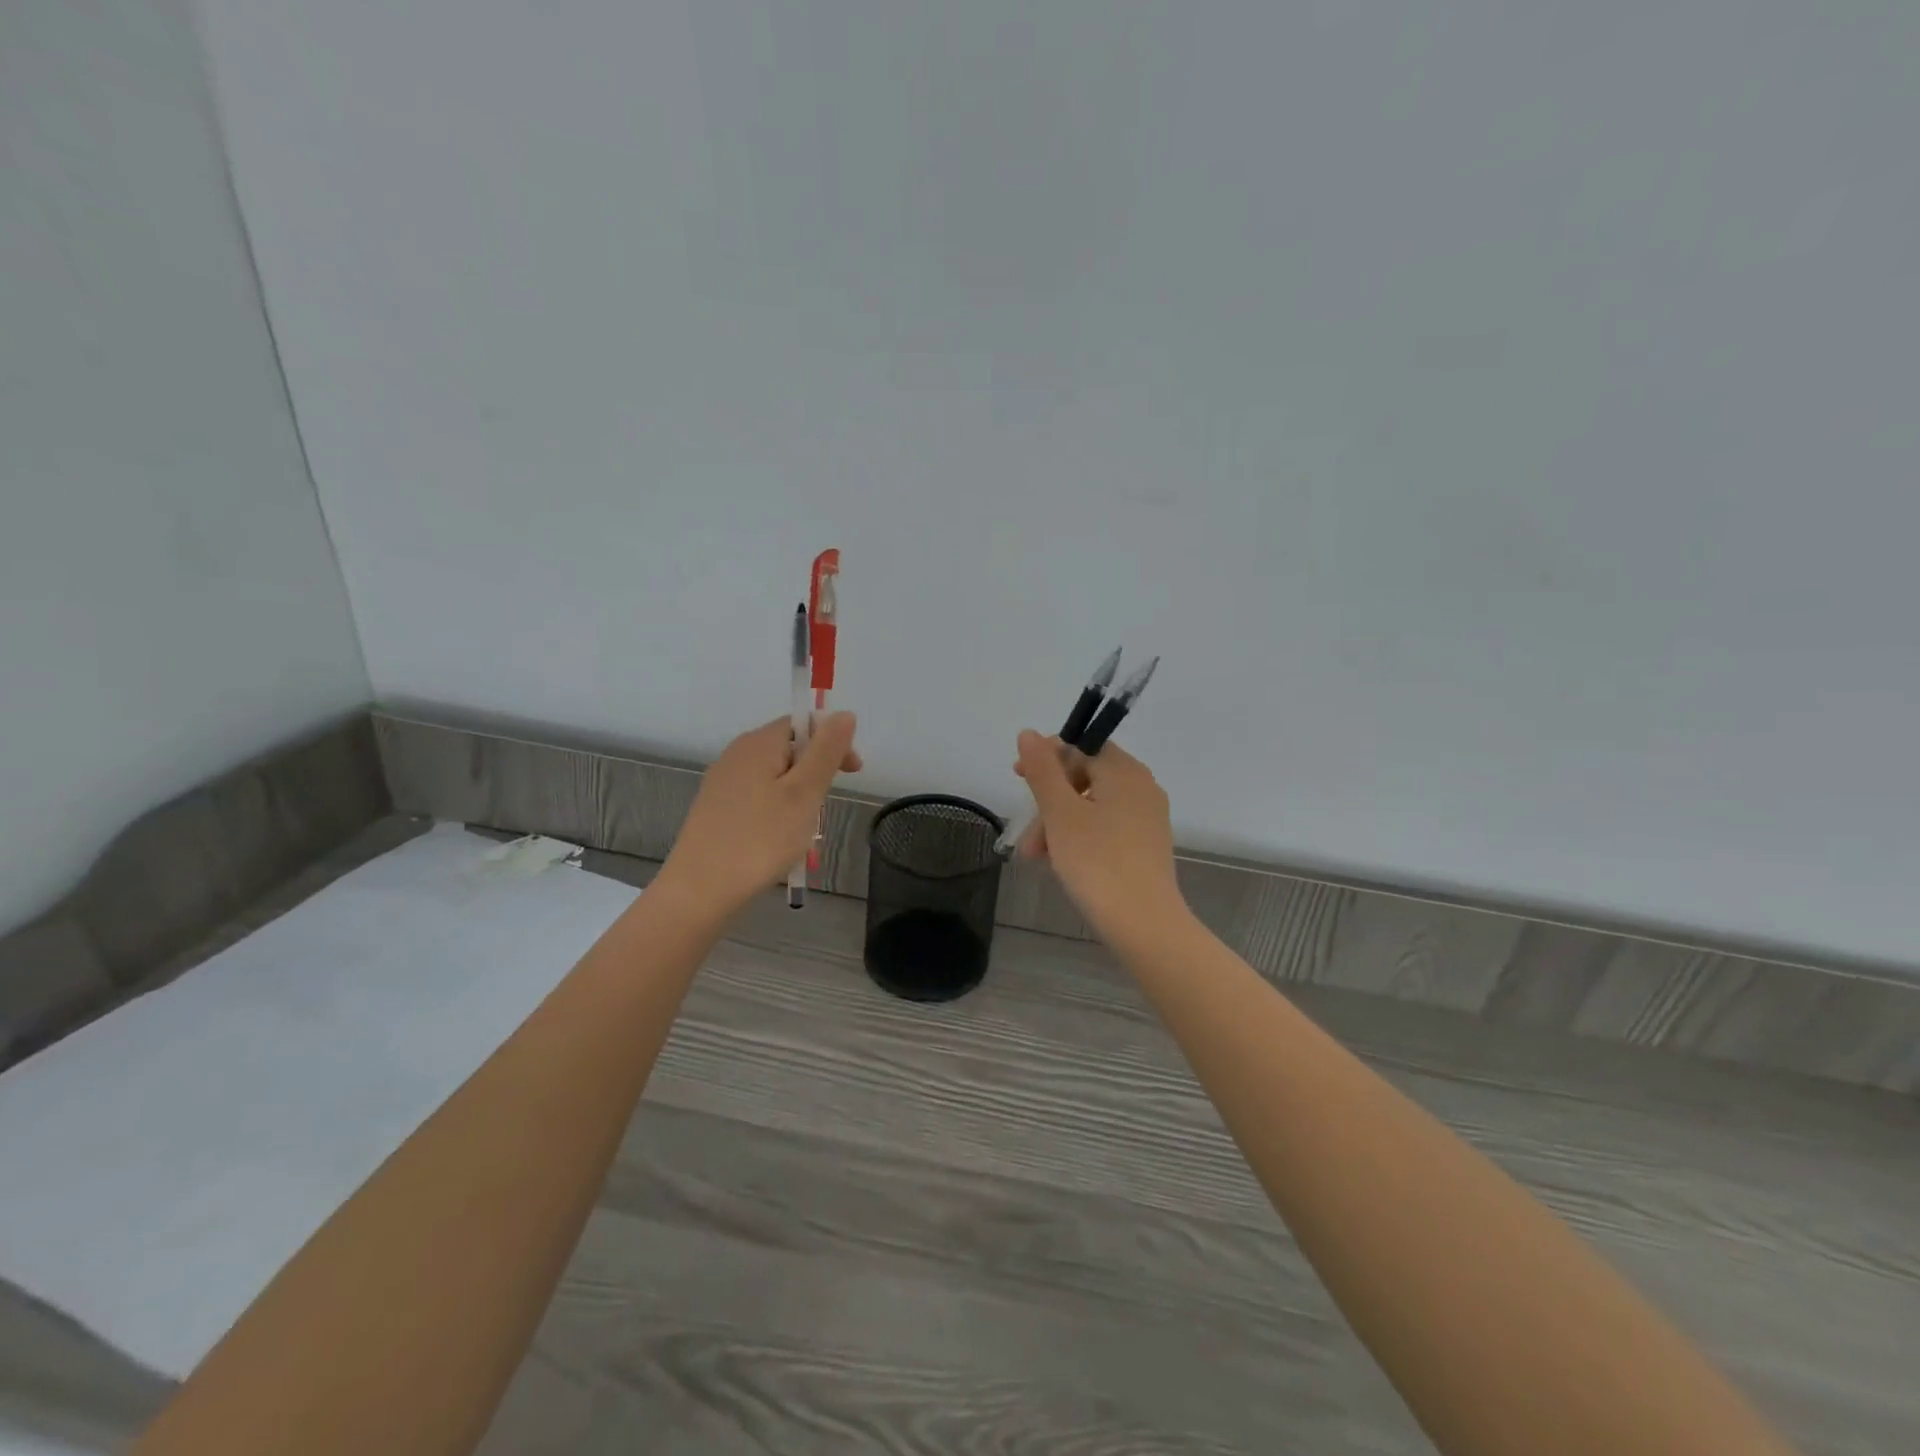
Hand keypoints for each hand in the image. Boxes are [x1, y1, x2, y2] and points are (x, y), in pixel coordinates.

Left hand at [657, 713, 860, 916]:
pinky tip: (779, 840)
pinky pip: (758, 797)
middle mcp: (737, 754)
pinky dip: (777, 811)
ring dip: (798, 796)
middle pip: (789, 748)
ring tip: (804, 830)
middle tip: (825, 808)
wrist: (700, 891)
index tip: (852, 773)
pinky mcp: (716, 810)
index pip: (804, 723)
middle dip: (816, 772)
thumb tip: (844, 714)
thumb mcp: (805, 793)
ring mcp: (723, 783)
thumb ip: (826, 751)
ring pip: (774, 776)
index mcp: (759, 743)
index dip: (833, 741)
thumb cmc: (760, 839)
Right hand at [1013, 730, 1182, 940]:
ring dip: (1059, 823)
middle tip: (1025, 831)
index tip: (1018, 776)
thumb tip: (1029, 732)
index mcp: (1124, 771)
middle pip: (1085, 777)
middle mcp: (1142, 787)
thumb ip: (1043, 770)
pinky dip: (1080, 836)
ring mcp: (1148, 817)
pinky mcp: (1147, 845)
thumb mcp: (1060, 813)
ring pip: (1092, 806)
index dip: (1046, 757)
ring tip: (1035, 856)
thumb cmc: (1097, 861)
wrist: (1143, 923)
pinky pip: (1107, 826)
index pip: (1081, 746)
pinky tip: (1061, 861)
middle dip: (1049, 801)